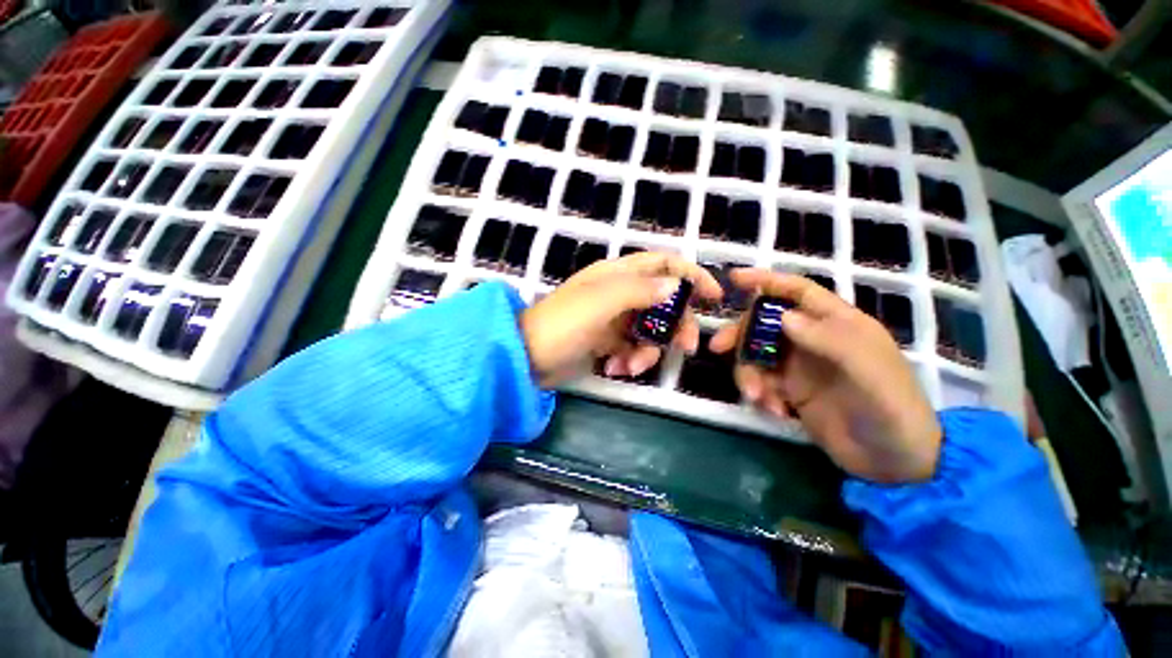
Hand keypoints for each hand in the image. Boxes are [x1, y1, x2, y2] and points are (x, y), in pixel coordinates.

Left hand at [520, 252, 721, 387]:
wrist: (527, 357)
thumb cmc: (563, 324)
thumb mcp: (601, 303)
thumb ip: (639, 290)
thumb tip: (675, 286)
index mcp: (618, 275)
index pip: (663, 264)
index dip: (691, 275)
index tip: (713, 298)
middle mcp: (619, 293)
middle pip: (664, 302)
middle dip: (676, 325)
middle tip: (686, 347)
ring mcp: (613, 319)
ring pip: (650, 330)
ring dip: (648, 351)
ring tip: (630, 366)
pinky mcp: (606, 341)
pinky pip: (632, 348)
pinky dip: (630, 360)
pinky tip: (615, 368)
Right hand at [710, 269, 941, 482]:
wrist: (894, 463)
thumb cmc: (892, 410)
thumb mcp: (868, 372)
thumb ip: (828, 340)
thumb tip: (783, 316)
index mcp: (837, 324)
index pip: (798, 292)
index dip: (767, 281)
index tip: (733, 279)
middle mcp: (814, 340)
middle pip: (765, 323)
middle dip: (740, 333)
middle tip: (718, 348)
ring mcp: (800, 366)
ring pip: (757, 354)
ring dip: (748, 372)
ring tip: (756, 396)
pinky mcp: (792, 391)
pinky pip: (762, 381)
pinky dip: (759, 392)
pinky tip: (774, 411)